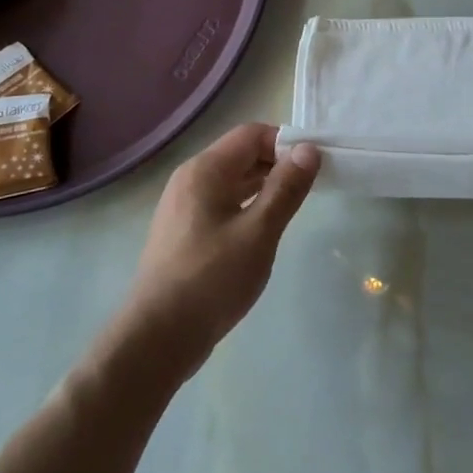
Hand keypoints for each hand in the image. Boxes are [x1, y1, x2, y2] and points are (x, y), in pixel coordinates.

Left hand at [118, 123, 319, 381]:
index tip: (314, 167)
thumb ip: (286, 188)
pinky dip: (248, 205)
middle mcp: (190, 179)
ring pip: (233, 181)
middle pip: (241, 154)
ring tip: (295, 206)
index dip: (286, 143)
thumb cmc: (211, 279)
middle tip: (311, 187)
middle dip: (278, 164)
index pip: (252, 134)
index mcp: (205, 171)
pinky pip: (223, 203)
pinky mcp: (185, 232)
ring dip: (265, 186)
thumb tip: (309, 150)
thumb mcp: (258, 232)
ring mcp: (184, 207)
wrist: (157, 338)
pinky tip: (265, 229)